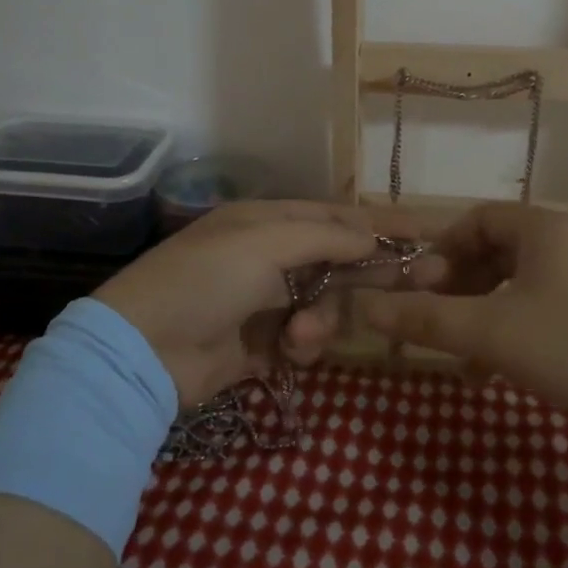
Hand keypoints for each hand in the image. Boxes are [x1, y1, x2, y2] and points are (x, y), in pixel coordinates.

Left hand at [92, 201, 435, 408]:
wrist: (144, 351)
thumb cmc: (205, 280)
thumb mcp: (265, 243)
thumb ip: (325, 237)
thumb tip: (372, 236)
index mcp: (265, 222)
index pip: (334, 215)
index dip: (378, 221)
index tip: (423, 230)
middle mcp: (267, 257)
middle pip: (336, 260)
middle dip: (370, 272)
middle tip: (422, 281)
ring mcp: (264, 302)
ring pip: (324, 304)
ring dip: (322, 319)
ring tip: (301, 334)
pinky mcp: (260, 344)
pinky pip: (303, 339)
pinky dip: (302, 345)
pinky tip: (288, 352)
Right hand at [358, 203, 567, 430]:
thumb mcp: (490, 332)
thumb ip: (424, 318)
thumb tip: (362, 306)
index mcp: (543, 229)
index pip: (477, 219)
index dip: (440, 250)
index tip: (419, 288)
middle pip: (497, 251)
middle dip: (459, 287)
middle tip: (438, 322)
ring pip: (520, 284)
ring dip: (485, 314)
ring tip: (465, 358)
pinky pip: (547, 306)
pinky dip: (516, 329)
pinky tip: (503, 370)